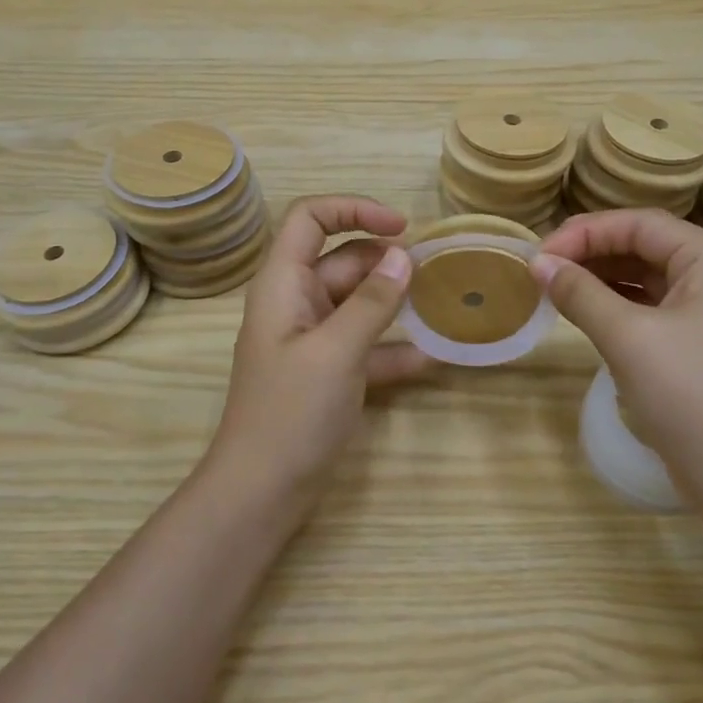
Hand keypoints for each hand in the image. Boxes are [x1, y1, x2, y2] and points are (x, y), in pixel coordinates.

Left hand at [211, 196, 429, 506]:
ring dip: (393, 302)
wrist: (261, 493)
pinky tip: (431, 358)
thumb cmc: (291, 413)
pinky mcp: (326, 372)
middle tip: (434, 272)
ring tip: (440, 304)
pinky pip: (363, 344)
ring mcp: (310, 339)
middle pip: (341, 259)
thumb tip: (404, 255)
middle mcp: (295, 303)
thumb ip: (373, 301)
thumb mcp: (337, 351)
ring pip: (356, 302)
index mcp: (283, 284)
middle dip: (385, 261)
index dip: (354, 209)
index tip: (401, 227)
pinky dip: (392, 347)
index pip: (310, 218)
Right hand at [533, 209, 702, 492]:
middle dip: (593, 254)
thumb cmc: (692, 398)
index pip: (641, 224)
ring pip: (652, 278)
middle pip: (648, 246)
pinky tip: (589, 314)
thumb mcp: (628, 338)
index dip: (585, 232)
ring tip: (557, 290)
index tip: (539, 255)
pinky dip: (622, 307)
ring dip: (604, 280)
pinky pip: (660, 308)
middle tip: (543, 271)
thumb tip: (538, 263)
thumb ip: (580, 293)